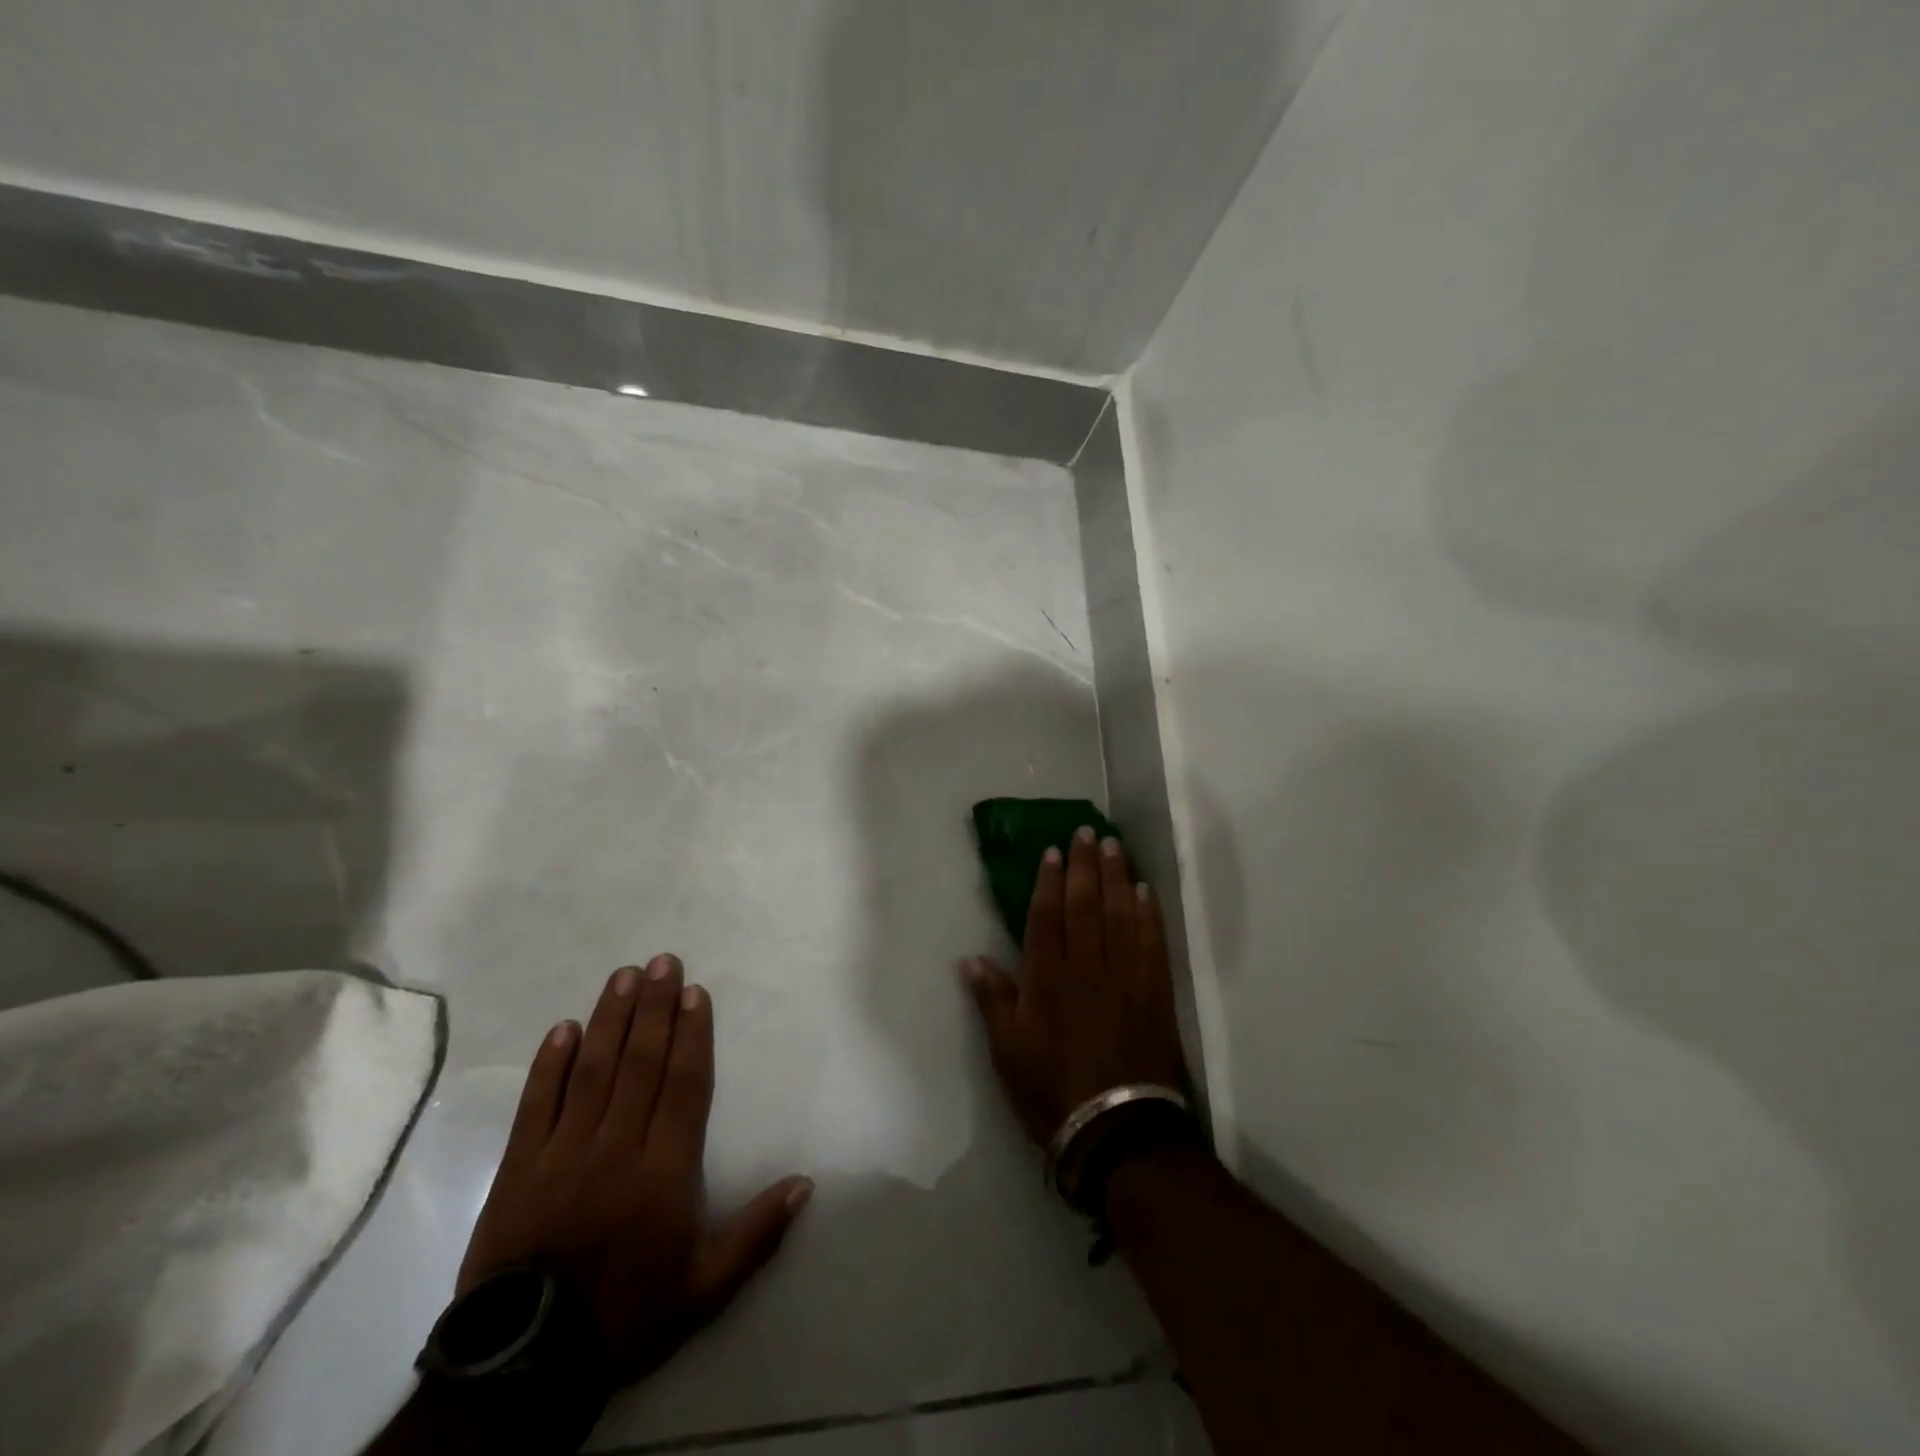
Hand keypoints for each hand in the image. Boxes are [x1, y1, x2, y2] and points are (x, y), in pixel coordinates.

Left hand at [458, 956, 812, 1384]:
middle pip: (640, 1065)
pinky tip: (564, 1028)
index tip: (694, 993)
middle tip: (662, 962)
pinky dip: (549, 1065)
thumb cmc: (626, 1316)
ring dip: (610, 1019)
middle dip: (654, 1008)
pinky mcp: (519, 1168)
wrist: (526, 1368)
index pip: (683, 1086)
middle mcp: (616, 1148)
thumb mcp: (706, 1289)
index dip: (691, 1035)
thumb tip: (806, 1183)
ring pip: (593, 1072)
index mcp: (664, 1172)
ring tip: (623, 976)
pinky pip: (536, 1105)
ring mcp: (563, 1154)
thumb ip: (757, 1234)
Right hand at [962, 827, 1187, 1148]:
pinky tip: (1146, 892)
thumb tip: (970, 959)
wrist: (1117, 1130)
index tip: (1055, 850)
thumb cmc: (1051, 1090)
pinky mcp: (1154, 991)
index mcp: (1047, 977)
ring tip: (1116, 847)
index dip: (1050, 879)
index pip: (1048, 915)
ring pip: (1120, 914)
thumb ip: (992, 1001)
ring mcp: (1124, 976)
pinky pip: (1152, 942)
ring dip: (1118, 877)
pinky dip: (1149, 914)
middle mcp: (1087, 966)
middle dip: (1086, 865)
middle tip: (1088, 832)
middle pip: (1086, 904)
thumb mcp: (1007, 1052)